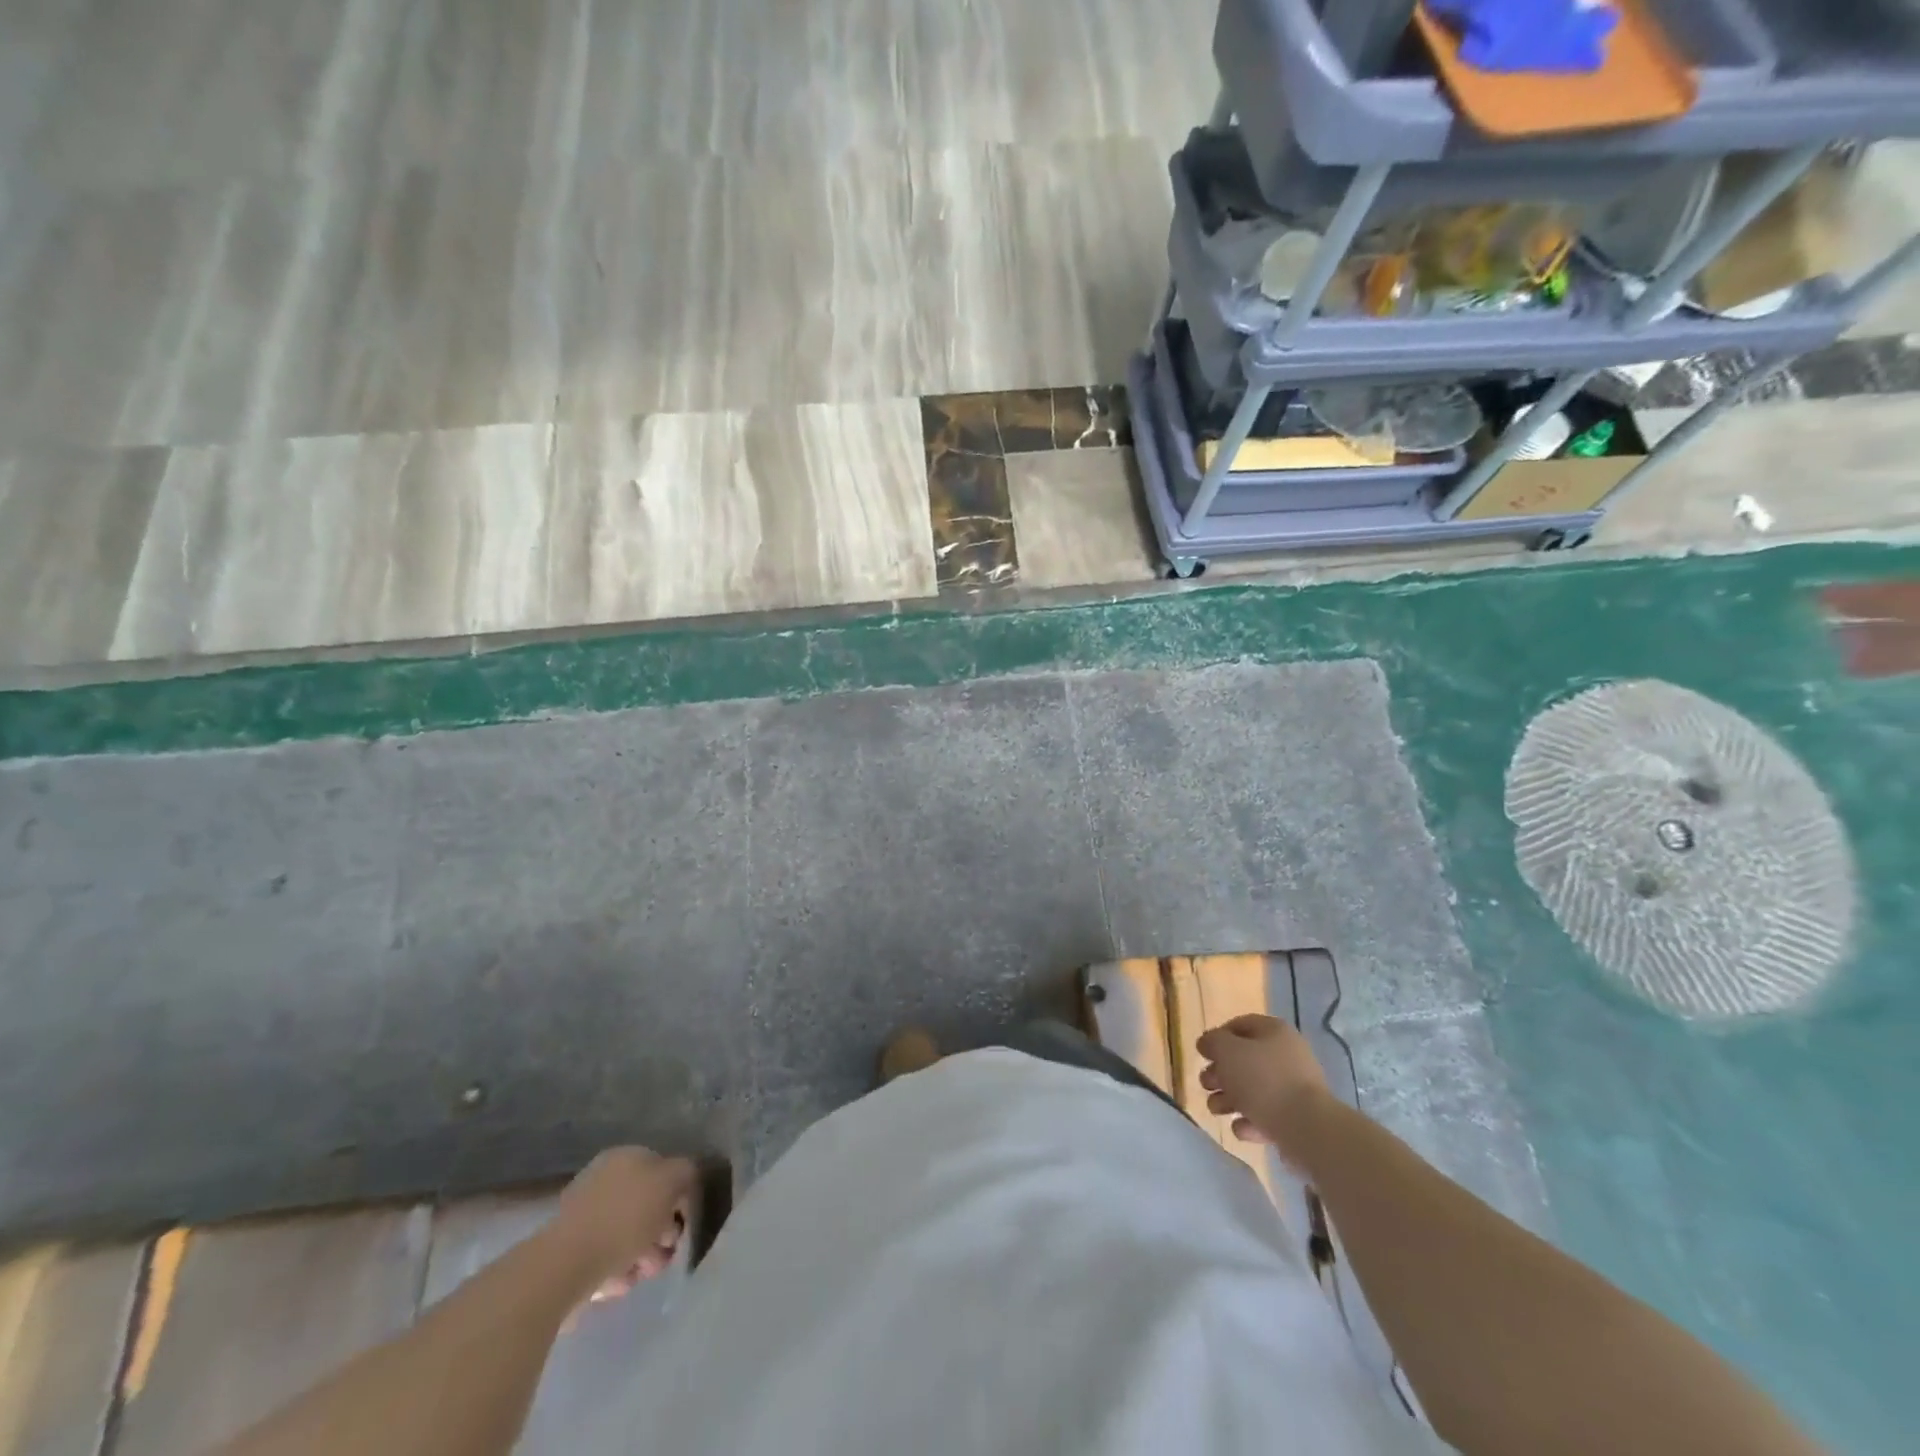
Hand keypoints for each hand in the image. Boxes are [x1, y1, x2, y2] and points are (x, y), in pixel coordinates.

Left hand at [547, 1147, 699, 1302]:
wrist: (564, 1266)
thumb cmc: (624, 1217)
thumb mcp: (671, 1181)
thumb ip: (686, 1172)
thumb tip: (684, 1180)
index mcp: (626, 1157)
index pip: (664, 1170)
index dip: (679, 1196)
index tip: (684, 1223)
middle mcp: (604, 1180)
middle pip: (647, 1207)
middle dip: (662, 1234)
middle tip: (664, 1255)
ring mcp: (585, 1216)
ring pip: (628, 1236)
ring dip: (642, 1257)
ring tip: (640, 1274)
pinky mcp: (571, 1252)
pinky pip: (606, 1258)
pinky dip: (616, 1271)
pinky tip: (616, 1283)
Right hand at [1197, 1014, 1331, 1161]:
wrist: (1307, 1129)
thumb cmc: (1264, 1080)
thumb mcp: (1228, 1051)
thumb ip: (1213, 1042)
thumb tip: (1207, 1043)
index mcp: (1275, 1032)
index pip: (1240, 1025)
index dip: (1218, 1037)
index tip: (1203, 1054)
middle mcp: (1287, 1057)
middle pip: (1244, 1060)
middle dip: (1220, 1074)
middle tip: (1206, 1084)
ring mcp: (1294, 1090)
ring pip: (1253, 1090)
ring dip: (1229, 1099)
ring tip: (1216, 1110)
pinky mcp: (1296, 1120)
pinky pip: (1266, 1116)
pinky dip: (1250, 1121)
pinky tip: (1241, 1128)